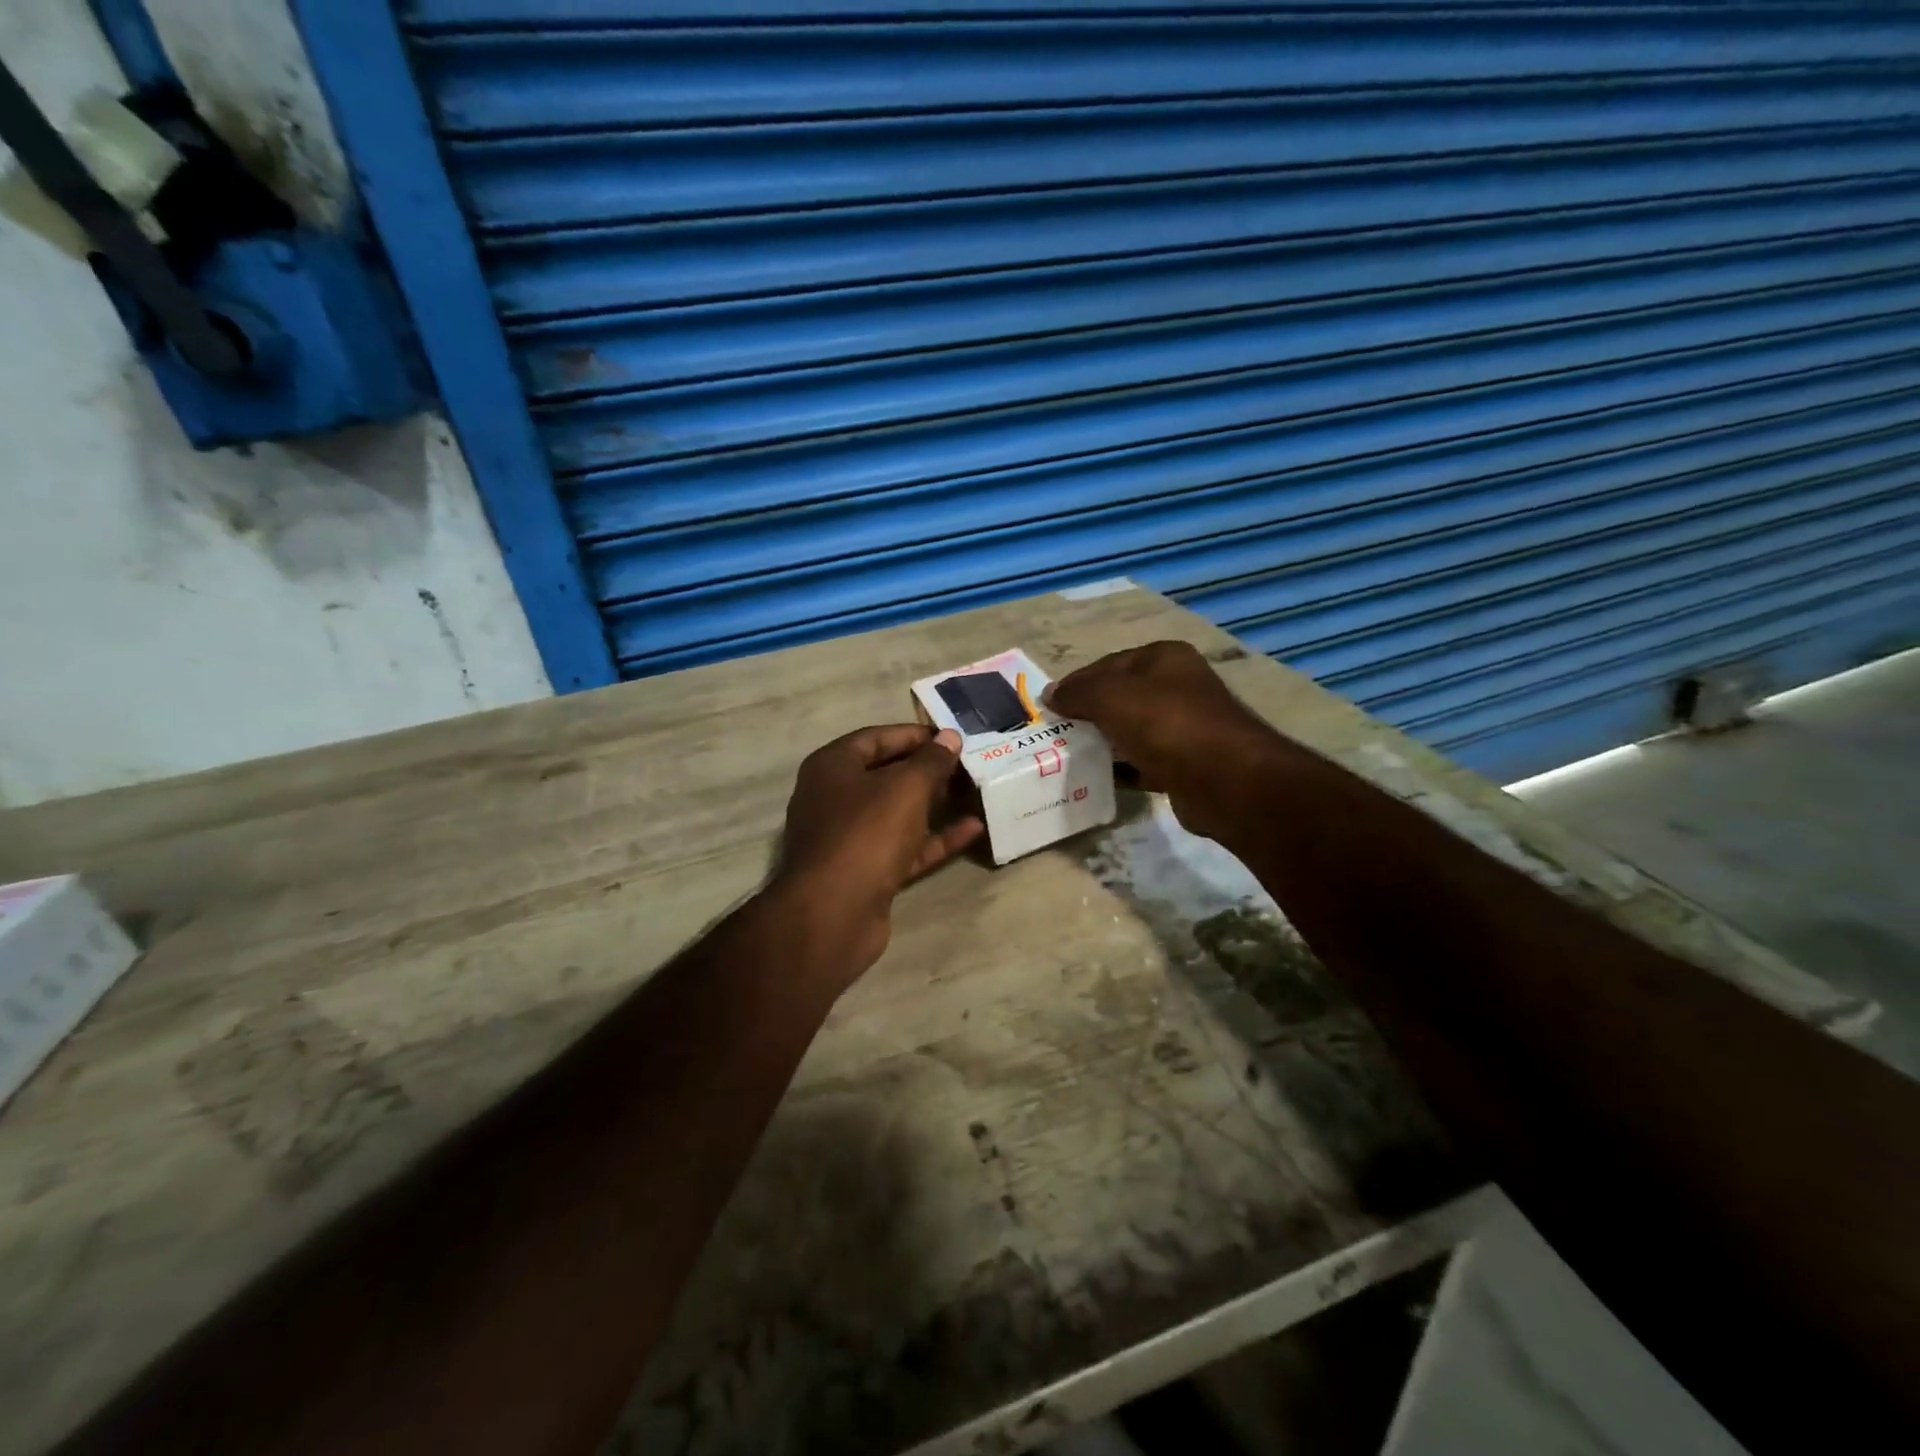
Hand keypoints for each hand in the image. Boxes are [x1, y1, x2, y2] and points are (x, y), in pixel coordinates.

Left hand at [773, 724, 985, 976]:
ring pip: (897, 813)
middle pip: (886, 775)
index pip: (876, 738)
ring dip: (934, 805)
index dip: (915, 735)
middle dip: (927, 770)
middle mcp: (834, 798)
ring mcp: (849, 838)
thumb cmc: (866, 833)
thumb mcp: (906, 787)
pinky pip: (905, 847)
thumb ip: (931, 760)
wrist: (834, 913)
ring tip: (973, 793)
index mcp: (832, 767)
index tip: (952, 738)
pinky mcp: (867, 872)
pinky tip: (973, 830)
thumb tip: (949, 737)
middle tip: (967, 766)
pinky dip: (935, 839)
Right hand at [1048, 641, 1283, 842]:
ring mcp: (1185, 727)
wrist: (1225, 780)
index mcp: (1164, 658)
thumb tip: (1050, 694)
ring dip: (1104, 742)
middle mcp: (1178, 687)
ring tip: (1070, 756)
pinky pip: (1144, 762)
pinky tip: (1099, 778)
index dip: (1077, 682)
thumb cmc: (1166, 724)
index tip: (1048, 706)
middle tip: (1056, 733)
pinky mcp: (1186, 764)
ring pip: (1132, 730)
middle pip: (1121, 697)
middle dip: (1089, 714)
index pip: (1108, 664)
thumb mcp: (1111, 697)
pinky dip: (1123, 769)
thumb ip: (1078, 692)